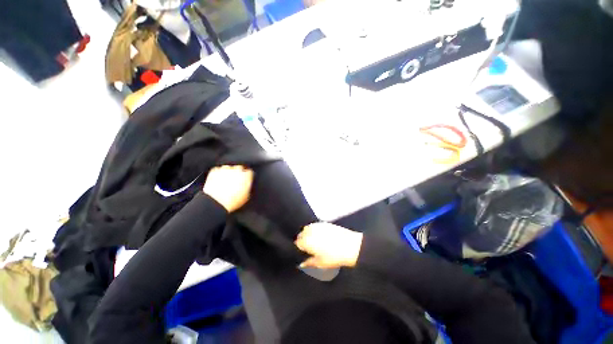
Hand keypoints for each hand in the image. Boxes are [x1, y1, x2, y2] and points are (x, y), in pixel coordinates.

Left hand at [203, 165, 253, 212]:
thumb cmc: (233, 201)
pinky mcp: (215, 171)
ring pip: (228, 168)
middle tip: (236, 180)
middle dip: (238, 172)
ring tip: (226, 180)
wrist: (217, 202)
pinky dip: (218, 173)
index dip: (247, 176)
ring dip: (228, 172)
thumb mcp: (247, 197)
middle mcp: (237, 170)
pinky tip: (218, 180)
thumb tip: (247, 186)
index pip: (249, 172)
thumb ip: (248, 187)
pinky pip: (217, 170)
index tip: (246, 179)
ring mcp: (225, 169)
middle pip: (239, 167)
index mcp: (247, 176)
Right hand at [295, 222, 362, 268]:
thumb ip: (309, 263)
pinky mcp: (325, 223)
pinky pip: (315, 225)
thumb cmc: (333, 257)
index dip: (299, 248)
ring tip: (314, 242)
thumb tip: (301, 264)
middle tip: (308, 248)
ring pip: (308, 228)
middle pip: (301, 234)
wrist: (349, 246)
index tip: (303, 252)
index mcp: (306, 241)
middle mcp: (310, 231)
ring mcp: (318, 225)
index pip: (297, 242)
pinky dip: (315, 230)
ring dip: (308, 234)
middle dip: (302, 240)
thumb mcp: (320, 263)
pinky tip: (321, 236)